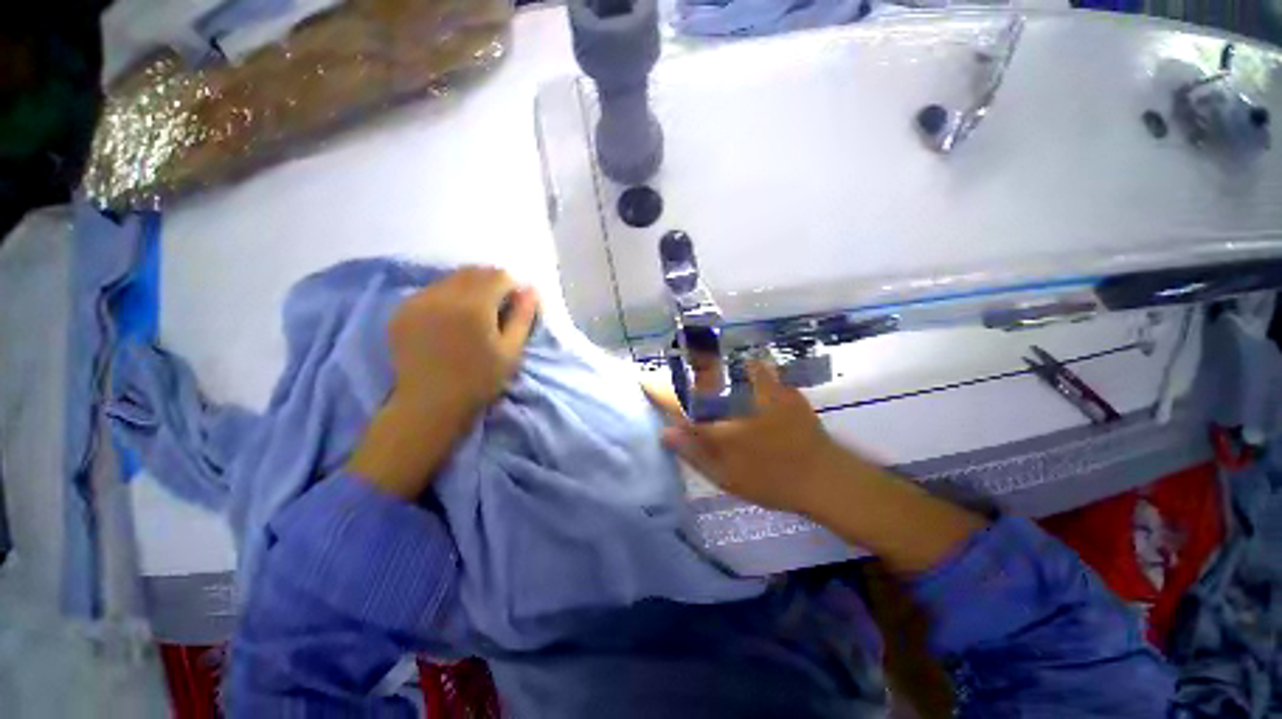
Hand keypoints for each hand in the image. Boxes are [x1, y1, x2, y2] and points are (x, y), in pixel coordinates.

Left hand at [388, 267, 538, 417]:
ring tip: (473, 314)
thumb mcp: (511, 351)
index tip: (514, 306)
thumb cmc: (479, 380)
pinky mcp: (402, 310)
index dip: (512, 288)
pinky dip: (446, 296)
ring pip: (451, 278)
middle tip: (496, 309)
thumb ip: (523, 317)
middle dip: (491, 283)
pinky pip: (431, 290)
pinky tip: (450, 319)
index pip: (499, 276)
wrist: (429, 404)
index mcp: (474, 306)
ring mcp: (418, 301)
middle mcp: (443, 295)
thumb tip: (531, 289)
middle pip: (474, 272)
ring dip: (468, 288)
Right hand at [656, 360, 985, 572]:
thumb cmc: (771, 480)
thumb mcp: (726, 475)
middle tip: (681, 369)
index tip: (645, 380)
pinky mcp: (782, 390)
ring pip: (730, 369)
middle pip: (703, 377)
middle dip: (686, 370)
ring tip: (708, 367)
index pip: (681, 403)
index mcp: (720, 423)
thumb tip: (666, 433)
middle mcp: (737, 401)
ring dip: (714, 365)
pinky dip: (747, 368)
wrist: (824, 477)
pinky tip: (747, 372)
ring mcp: (762, 391)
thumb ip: (694, 452)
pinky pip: (758, 370)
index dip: (660, 391)